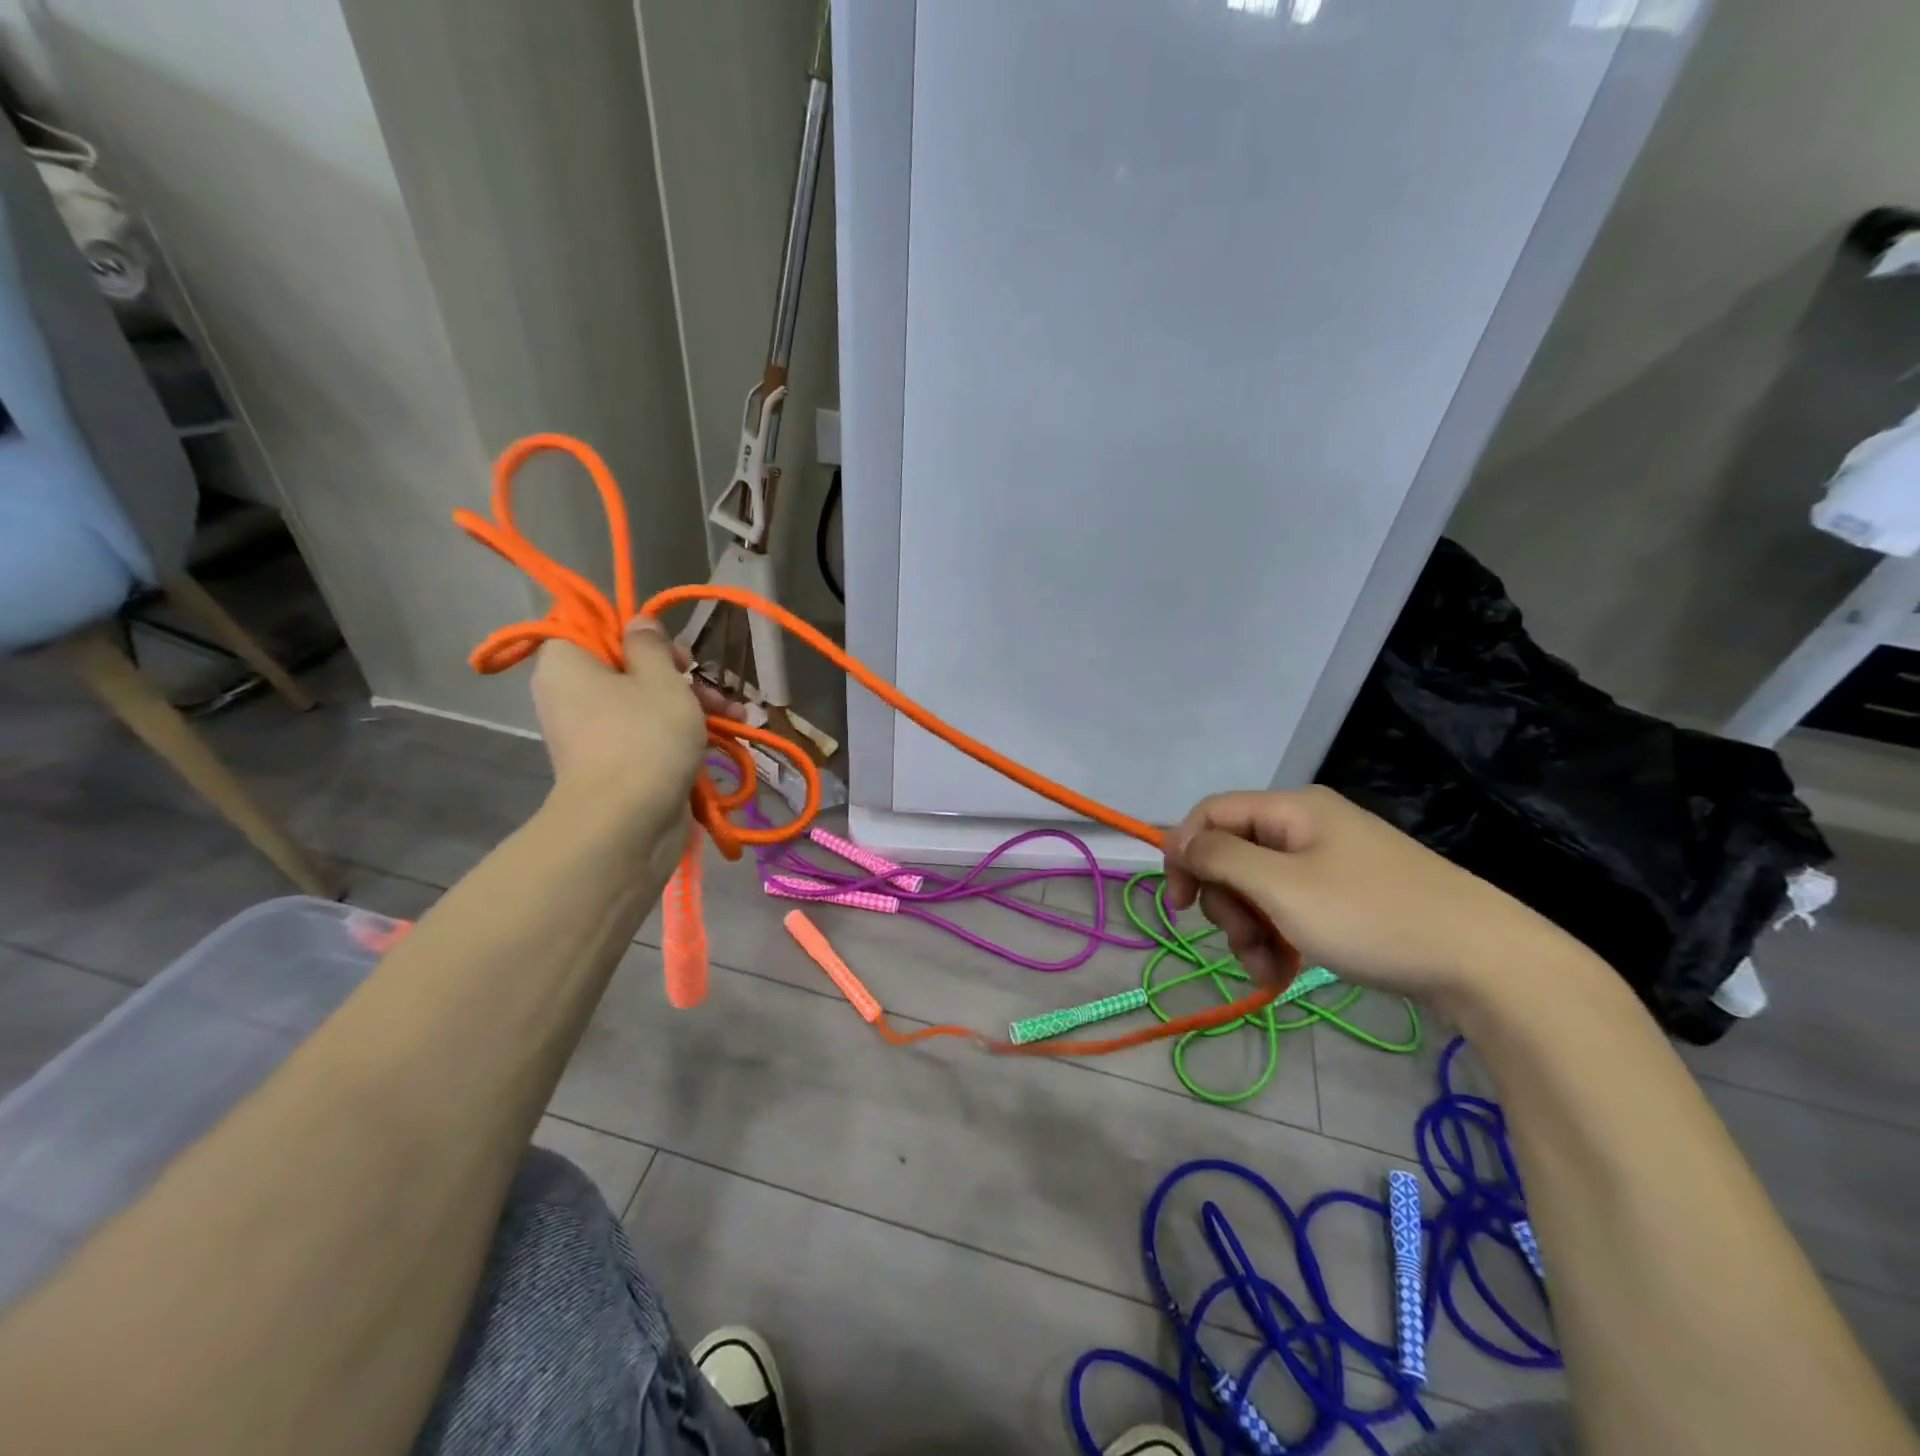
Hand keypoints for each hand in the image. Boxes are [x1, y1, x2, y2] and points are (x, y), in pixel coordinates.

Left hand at [531, 620, 737, 826]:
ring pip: (644, 702)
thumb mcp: (660, 679)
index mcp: (567, 663)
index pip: (591, 628)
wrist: (628, 823)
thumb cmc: (644, 736)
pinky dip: (682, 732)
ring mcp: (593, 733)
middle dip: (677, 672)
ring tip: (737, 713)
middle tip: (705, 677)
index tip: (668, 646)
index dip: (634, 631)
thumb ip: (651, 644)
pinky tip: (727, 733)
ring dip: (692, 703)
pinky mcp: (616, 763)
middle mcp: (571, 695)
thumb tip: (639, 624)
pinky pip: (648, 733)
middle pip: (625, 666)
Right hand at [1162, 786, 1569, 1003]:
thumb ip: (1220, 858)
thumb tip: (1177, 840)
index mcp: (1291, 809)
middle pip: (1233, 855)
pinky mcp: (1348, 896)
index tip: (1178, 904)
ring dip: (1249, 929)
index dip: (1183, 852)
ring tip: (1268, 969)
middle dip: (1226, 903)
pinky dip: (1277, 939)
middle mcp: (1307, 827)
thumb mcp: (1281, 887)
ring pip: (1258, 888)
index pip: (1210, 814)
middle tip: (1242, 942)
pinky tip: (1282, 974)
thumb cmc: (1370, 916)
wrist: (1486, 963)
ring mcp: (1330, 863)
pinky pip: (1290, 909)